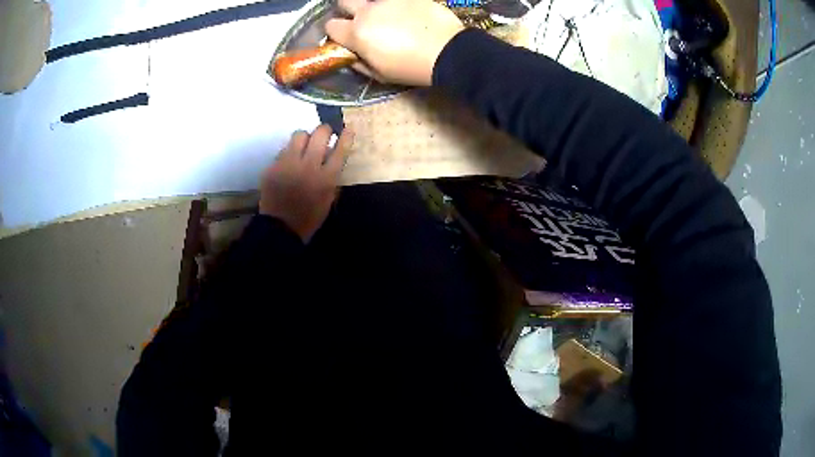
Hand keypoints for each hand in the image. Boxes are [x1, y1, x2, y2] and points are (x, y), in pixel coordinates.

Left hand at [259, 125, 352, 241]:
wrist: (280, 228)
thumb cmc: (309, 216)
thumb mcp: (328, 198)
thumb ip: (332, 176)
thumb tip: (332, 155)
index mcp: (326, 178)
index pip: (340, 149)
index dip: (346, 136)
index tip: (347, 129)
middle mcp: (308, 166)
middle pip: (320, 134)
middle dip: (324, 130)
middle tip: (324, 134)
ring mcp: (288, 164)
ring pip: (299, 135)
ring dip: (305, 137)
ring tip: (304, 145)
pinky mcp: (273, 166)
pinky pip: (283, 150)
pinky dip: (289, 152)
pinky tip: (289, 162)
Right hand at [326, 0, 463, 85]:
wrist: (448, 52)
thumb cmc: (411, 68)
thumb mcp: (380, 75)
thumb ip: (359, 63)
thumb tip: (352, 55)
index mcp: (357, 33)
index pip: (331, 26)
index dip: (336, 33)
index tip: (346, 38)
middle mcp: (368, 11)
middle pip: (344, 2)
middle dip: (348, 10)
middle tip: (362, 21)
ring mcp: (389, 1)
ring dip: (372, 7)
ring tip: (388, 17)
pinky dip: (396, 6)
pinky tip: (406, 15)